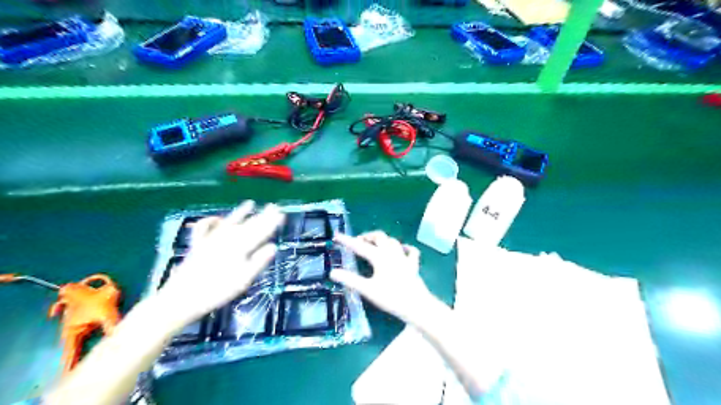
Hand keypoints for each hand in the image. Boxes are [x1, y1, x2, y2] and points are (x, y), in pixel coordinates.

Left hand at [160, 201, 283, 326]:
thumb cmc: (217, 292)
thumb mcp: (243, 280)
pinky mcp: (198, 245)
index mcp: (240, 248)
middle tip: (273, 206)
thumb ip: (258, 262)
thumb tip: (274, 246)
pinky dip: (210, 221)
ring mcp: (211, 240)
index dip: (271, 223)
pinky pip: (204, 228)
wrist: (181, 299)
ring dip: (240, 213)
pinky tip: (216, 218)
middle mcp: (226, 239)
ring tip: (250, 203)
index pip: (260, 232)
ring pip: (230, 222)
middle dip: (262, 215)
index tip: (281, 214)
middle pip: (248, 225)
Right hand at [330, 230, 432, 325]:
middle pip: (379, 237)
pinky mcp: (413, 265)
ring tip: (374, 245)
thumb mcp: (367, 289)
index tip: (336, 236)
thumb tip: (332, 272)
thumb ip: (349, 279)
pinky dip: (404, 248)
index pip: (359, 246)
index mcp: (379, 256)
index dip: (347, 241)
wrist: (416, 305)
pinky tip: (402, 250)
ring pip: (392, 241)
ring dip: (382, 240)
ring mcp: (404, 257)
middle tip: (358, 242)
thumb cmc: (390, 297)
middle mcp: (391, 252)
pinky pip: (410, 251)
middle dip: (367, 236)